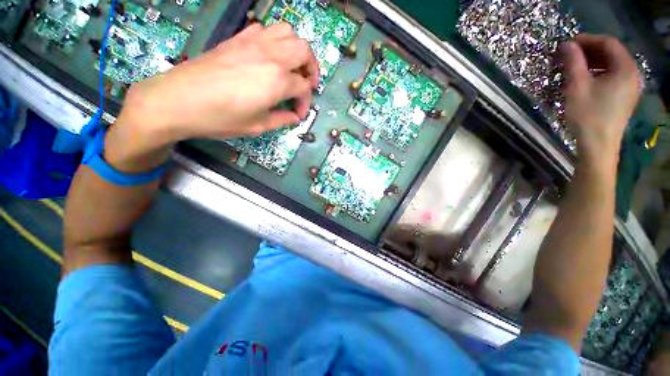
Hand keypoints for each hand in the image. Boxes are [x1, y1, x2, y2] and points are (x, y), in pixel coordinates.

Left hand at [117, 22, 318, 142]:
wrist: (178, 100)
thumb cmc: (221, 118)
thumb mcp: (258, 126)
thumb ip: (282, 120)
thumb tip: (294, 116)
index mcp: (278, 80)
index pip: (304, 88)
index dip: (305, 103)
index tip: (297, 114)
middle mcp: (271, 56)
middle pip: (304, 51)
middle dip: (311, 68)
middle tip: (305, 84)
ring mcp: (253, 43)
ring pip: (288, 32)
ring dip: (296, 49)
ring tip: (292, 67)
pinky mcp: (238, 39)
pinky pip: (265, 29)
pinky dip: (275, 40)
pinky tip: (269, 57)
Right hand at [560, 34, 640, 165]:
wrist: (598, 146)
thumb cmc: (588, 116)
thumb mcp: (577, 87)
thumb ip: (574, 62)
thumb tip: (567, 45)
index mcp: (625, 69)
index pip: (608, 43)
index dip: (588, 40)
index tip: (569, 44)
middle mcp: (632, 74)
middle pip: (612, 53)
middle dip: (590, 50)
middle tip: (570, 54)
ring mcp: (630, 87)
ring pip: (612, 65)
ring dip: (593, 61)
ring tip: (575, 66)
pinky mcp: (625, 97)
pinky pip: (613, 76)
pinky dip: (599, 72)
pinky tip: (585, 78)